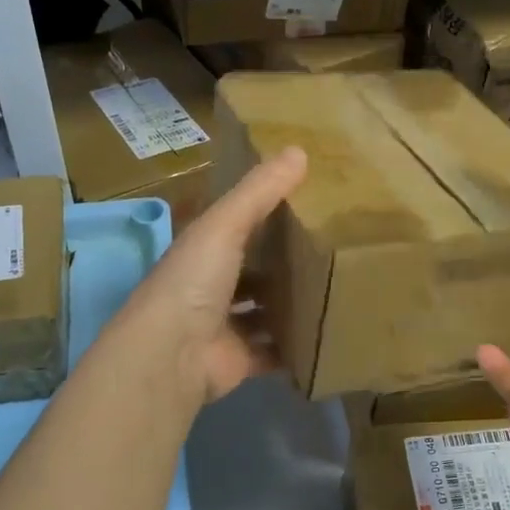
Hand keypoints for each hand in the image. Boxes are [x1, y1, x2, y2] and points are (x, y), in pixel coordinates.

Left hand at [121, 146, 306, 406]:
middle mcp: (210, 287)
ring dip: (291, 303)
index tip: (306, 201)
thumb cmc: (193, 281)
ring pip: (264, 310)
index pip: (236, 226)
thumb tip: (299, 150)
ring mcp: (225, 326)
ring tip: (337, 287)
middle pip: (253, 270)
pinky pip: (274, 350)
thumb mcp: (225, 225)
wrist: (172, 356)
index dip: (265, 213)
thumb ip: (260, 191)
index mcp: (202, 251)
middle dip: (283, 262)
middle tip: (331, 247)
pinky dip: (295, 345)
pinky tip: (327, 331)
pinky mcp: (241, 359)